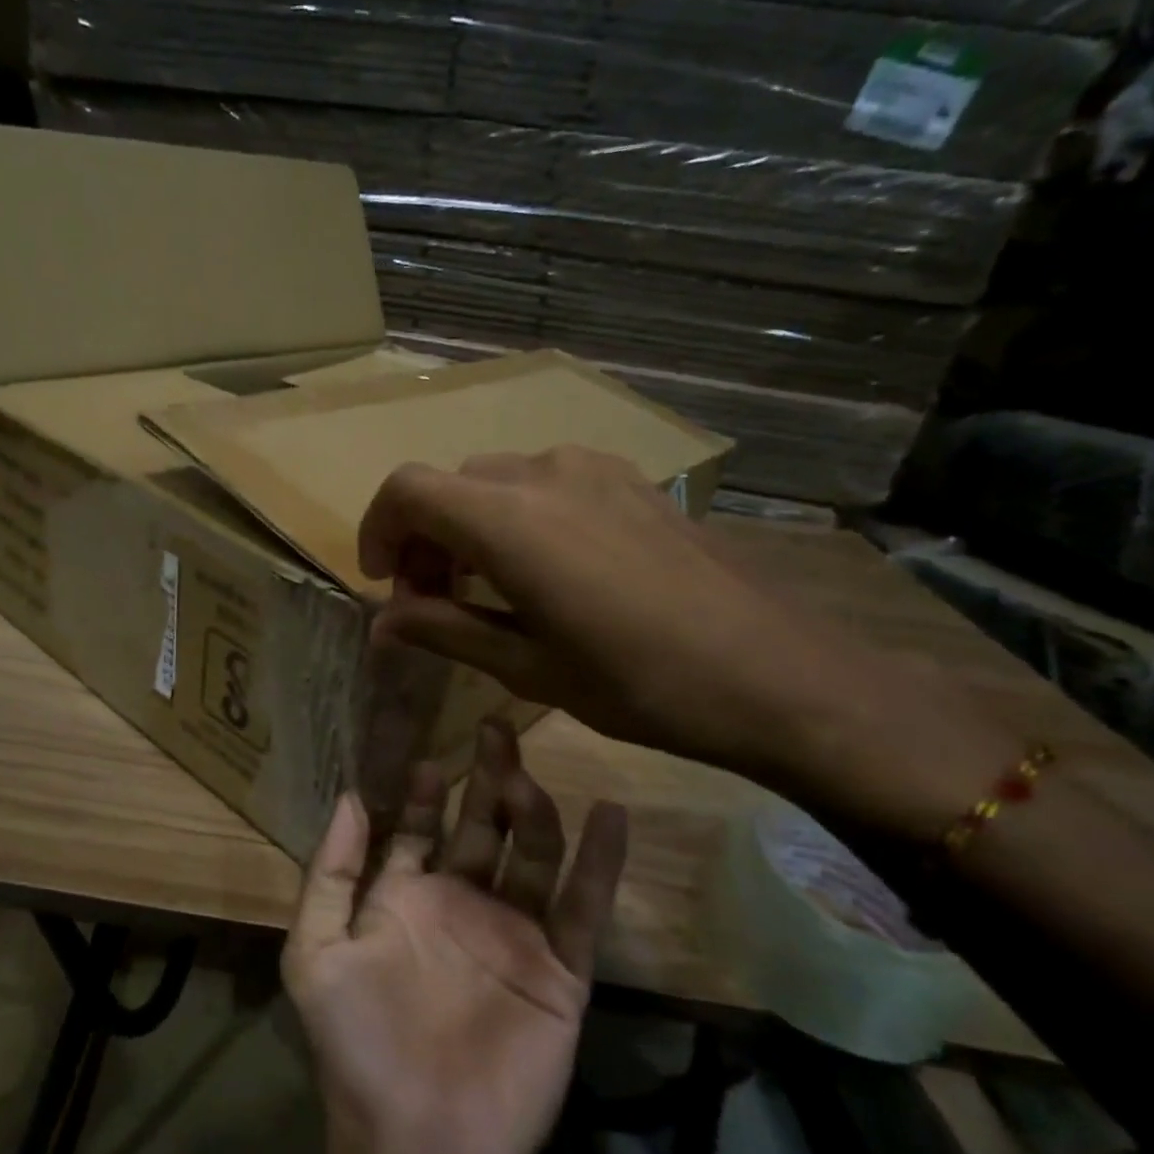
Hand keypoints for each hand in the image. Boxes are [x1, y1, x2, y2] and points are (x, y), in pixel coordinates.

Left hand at [282, 719, 627, 1153]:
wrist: (418, 1144)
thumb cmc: (358, 1043)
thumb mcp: (317, 950)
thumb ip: (331, 873)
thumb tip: (347, 795)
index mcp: (404, 899)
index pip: (418, 829)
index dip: (421, 792)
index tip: (429, 754)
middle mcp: (461, 906)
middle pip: (481, 828)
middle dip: (485, 780)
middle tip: (494, 729)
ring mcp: (513, 935)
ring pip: (531, 855)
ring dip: (533, 811)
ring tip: (526, 775)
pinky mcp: (560, 971)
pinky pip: (583, 907)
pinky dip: (600, 863)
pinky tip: (611, 815)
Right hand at [357, 447, 907, 799]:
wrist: (775, 675)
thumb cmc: (638, 682)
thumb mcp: (526, 666)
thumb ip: (444, 629)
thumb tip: (381, 621)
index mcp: (508, 520)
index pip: (406, 491)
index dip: (378, 531)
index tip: (384, 584)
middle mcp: (543, 475)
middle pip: (449, 486)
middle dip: (424, 539)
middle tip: (434, 602)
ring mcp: (594, 470)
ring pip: (496, 481)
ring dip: (470, 527)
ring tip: (488, 589)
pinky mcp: (631, 481)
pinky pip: (546, 482)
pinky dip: (517, 517)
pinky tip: (546, 570)